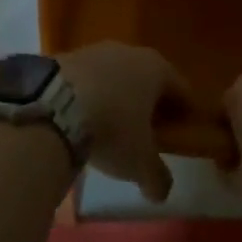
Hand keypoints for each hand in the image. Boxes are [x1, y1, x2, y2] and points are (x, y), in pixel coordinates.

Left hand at [57, 43, 188, 202]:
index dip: (186, 112)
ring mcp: (98, 49)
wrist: (55, 104)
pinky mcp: (70, 55)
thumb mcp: (140, 163)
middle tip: (150, 133)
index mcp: (157, 69)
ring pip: (118, 75)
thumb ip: (157, 177)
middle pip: (149, 78)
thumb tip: (162, 191)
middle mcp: (131, 51)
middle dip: (151, 104)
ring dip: (120, 97)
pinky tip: (85, 117)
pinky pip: (91, 78)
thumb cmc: (112, 128)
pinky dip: (94, 95)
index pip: (182, 89)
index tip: (184, 132)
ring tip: (114, 127)